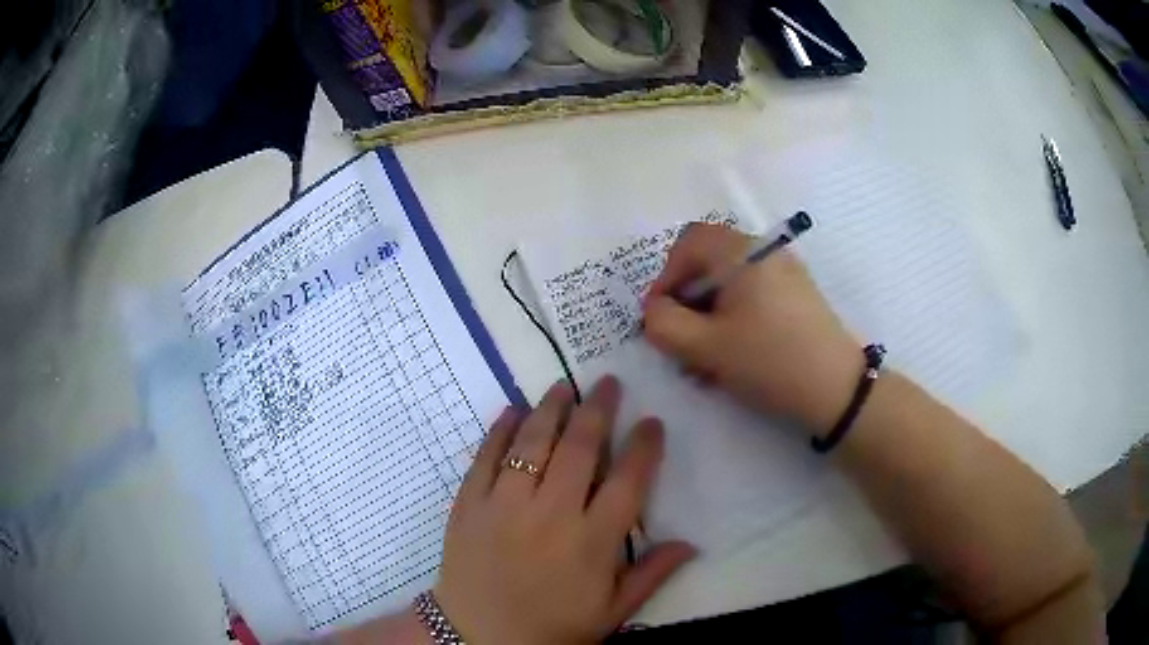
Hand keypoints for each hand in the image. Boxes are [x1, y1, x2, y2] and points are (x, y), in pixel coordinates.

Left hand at [433, 378, 695, 644]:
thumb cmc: (552, 628)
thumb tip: (691, 543)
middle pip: (579, 450)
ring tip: (564, 386)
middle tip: (607, 383)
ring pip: (532, 444)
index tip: (652, 422)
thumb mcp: (611, 612)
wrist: (478, 638)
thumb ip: (651, 575)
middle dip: (598, 411)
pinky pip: (484, 458)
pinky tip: (512, 410)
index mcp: (592, 542)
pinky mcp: (469, 504)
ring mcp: (505, 506)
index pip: (627, 482)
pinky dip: (499, 430)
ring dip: (550, 410)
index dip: (643, 448)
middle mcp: (551, 514)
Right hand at [643, 223, 861, 434]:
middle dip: (687, 302)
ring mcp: (785, 273)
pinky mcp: (797, 297)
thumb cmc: (769, 361)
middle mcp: (766, 252)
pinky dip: (733, 320)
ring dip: (708, 316)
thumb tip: (654, 311)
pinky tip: (732, 356)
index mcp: (743, 252)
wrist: (837, 389)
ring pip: (730, 284)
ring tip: (704, 361)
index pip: (687, 244)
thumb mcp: (706, 347)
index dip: (665, 278)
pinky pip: (753, 297)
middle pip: (709, 263)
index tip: (659, 318)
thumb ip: (664, 324)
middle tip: (681, 342)